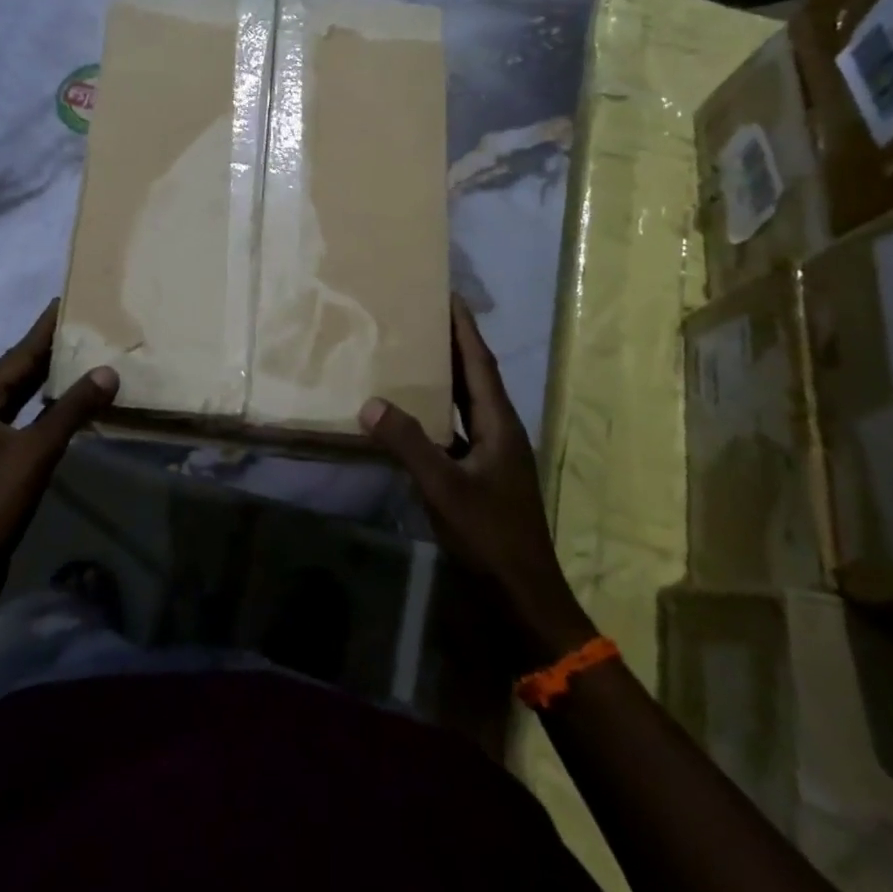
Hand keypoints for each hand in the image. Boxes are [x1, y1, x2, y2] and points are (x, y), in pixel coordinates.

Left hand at [0, 301, 117, 616]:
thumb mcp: (36, 454)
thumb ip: (72, 409)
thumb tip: (108, 371)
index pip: (18, 354)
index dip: (45, 328)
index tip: (67, 300)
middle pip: (14, 372)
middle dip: (48, 351)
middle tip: (84, 326)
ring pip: (14, 397)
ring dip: (44, 381)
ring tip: (80, 357)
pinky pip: (12, 419)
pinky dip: (37, 408)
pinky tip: (60, 405)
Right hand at [361, 296, 594, 662]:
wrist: (522, 597)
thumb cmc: (490, 536)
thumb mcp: (444, 487)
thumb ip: (408, 444)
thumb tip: (370, 403)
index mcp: (499, 424)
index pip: (480, 363)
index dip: (464, 329)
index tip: (447, 295)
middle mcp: (498, 431)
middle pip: (474, 377)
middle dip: (451, 345)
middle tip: (420, 316)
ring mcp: (490, 456)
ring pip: (464, 404)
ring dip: (442, 378)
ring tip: (410, 354)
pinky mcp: (479, 477)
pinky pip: (453, 431)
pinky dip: (433, 415)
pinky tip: (407, 415)